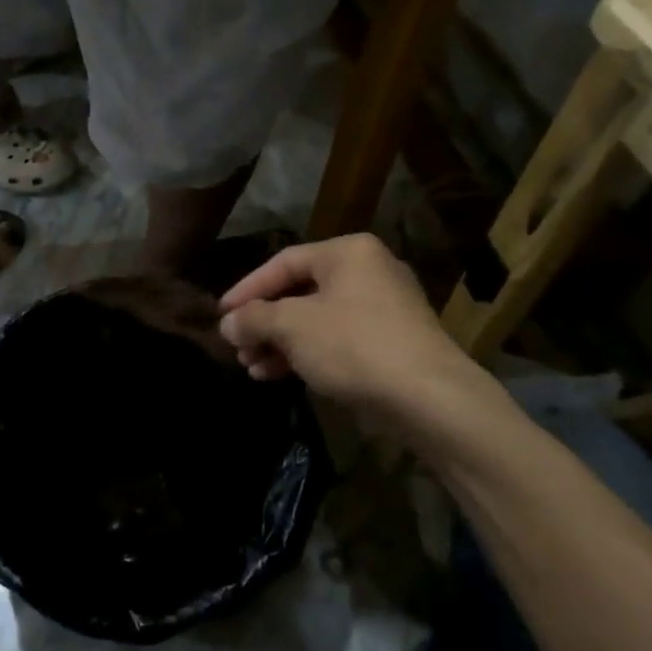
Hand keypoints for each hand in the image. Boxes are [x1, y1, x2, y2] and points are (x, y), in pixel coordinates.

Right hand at [218, 234, 513, 455]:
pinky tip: (278, 376)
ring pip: (317, 320)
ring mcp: (384, 308)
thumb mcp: (293, 326)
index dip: (247, 289)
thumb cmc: (354, 345)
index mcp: (348, 252)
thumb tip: (227, 321)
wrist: (429, 398)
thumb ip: (254, 318)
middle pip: (299, 292)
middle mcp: (368, 271)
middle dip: (264, 323)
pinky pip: (337, 340)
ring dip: (280, 343)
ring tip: (252, 367)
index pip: (283, 262)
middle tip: (237, 347)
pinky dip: (307, 354)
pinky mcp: (391, 343)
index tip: (221, 314)